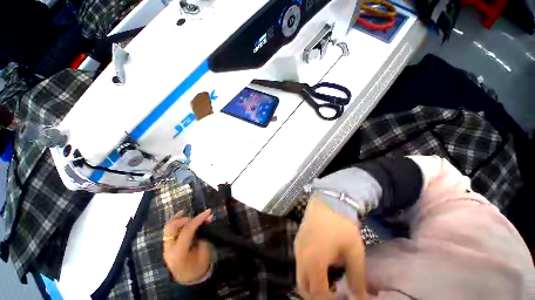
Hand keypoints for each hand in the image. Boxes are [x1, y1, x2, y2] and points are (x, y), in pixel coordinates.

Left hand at [163, 209, 213, 284]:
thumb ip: (204, 233)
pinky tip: (181, 213)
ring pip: (168, 227)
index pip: (187, 231)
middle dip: (187, 219)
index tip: (208, 211)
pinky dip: (174, 220)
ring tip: (190, 215)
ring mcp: (165, 247)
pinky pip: (168, 230)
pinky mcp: (166, 245)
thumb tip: (209, 218)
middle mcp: (169, 249)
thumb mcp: (204, 250)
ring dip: (180, 219)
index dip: (198, 219)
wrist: (188, 278)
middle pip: (173, 227)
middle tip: (198, 218)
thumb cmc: (199, 266)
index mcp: (179, 253)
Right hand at [294, 196, 366, 298]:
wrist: (327, 201)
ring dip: (311, 284)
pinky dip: (308, 271)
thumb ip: (357, 279)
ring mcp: (297, 247)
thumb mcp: (354, 252)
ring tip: (328, 281)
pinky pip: (299, 263)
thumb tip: (360, 299)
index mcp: (314, 261)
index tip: (342, 298)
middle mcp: (301, 256)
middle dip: (317, 296)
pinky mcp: (297, 240)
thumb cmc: (341, 226)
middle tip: (333, 294)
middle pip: (303, 287)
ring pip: (300, 275)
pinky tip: (321, 265)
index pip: (318, 293)